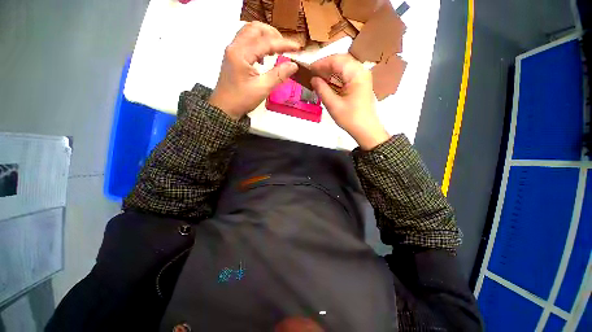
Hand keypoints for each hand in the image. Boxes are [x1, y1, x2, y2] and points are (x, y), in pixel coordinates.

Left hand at [209, 22, 300, 119]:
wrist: (224, 108)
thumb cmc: (242, 99)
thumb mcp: (262, 88)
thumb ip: (279, 75)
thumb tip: (294, 65)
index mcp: (241, 53)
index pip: (266, 42)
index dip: (284, 44)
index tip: (297, 47)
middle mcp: (235, 46)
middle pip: (255, 28)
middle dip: (273, 34)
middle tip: (285, 46)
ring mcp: (232, 50)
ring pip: (249, 32)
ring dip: (265, 36)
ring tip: (277, 49)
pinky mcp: (233, 56)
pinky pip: (246, 41)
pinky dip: (258, 43)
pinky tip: (264, 55)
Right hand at [310, 54, 389, 149]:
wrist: (366, 129)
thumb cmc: (350, 118)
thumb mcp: (333, 105)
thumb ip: (322, 89)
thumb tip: (313, 79)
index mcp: (356, 74)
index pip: (336, 60)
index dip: (321, 63)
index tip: (308, 69)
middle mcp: (361, 70)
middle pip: (341, 60)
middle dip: (325, 66)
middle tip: (312, 73)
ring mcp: (362, 76)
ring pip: (344, 67)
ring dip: (330, 71)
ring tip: (317, 78)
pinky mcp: (361, 83)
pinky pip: (347, 74)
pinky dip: (336, 77)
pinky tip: (328, 82)